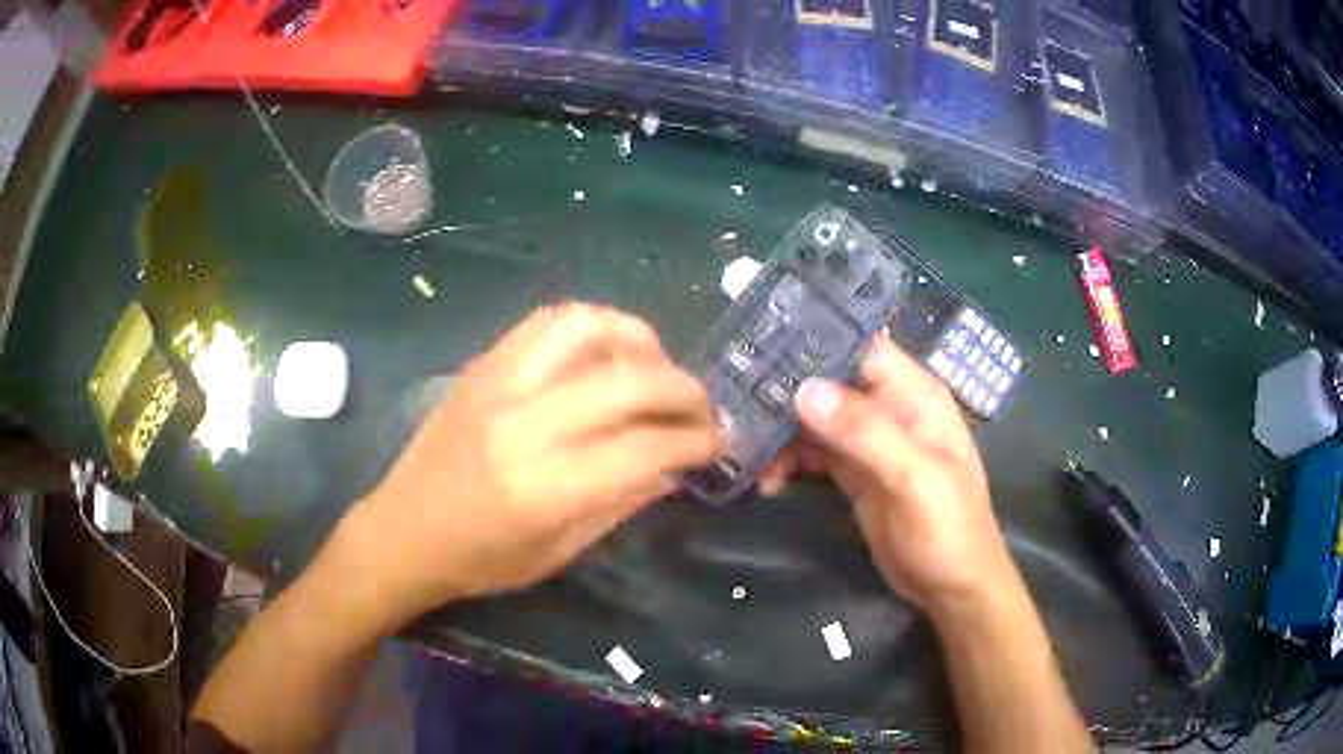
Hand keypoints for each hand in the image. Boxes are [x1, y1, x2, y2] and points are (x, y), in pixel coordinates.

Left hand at [345, 304, 720, 624]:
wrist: (403, 531)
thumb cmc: (481, 560)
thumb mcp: (561, 551)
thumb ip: (623, 500)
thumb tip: (675, 463)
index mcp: (545, 488)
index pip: (645, 449)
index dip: (695, 442)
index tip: (720, 442)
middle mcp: (524, 424)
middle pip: (628, 381)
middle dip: (684, 390)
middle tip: (703, 407)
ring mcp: (499, 384)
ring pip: (587, 328)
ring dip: (638, 339)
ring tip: (656, 365)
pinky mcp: (483, 365)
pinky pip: (547, 322)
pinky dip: (591, 326)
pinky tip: (606, 351)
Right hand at [758, 336, 1015, 612]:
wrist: (951, 587)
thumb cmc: (948, 530)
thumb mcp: (915, 479)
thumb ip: (866, 433)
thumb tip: (805, 390)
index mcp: (914, 396)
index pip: (861, 349)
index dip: (818, 346)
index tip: (765, 352)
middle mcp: (890, 409)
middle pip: (830, 382)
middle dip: (787, 393)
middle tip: (741, 412)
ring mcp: (870, 442)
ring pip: (816, 418)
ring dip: (782, 434)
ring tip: (753, 460)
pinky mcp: (854, 473)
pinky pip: (814, 453)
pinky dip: (789, 461)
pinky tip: (769, 481)